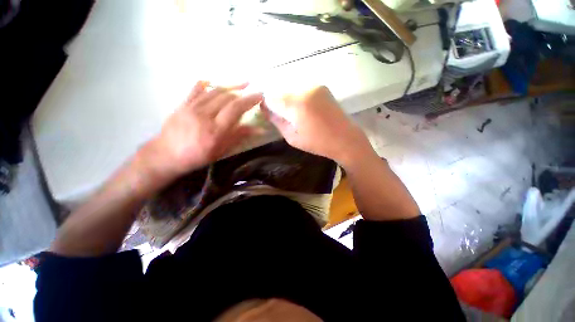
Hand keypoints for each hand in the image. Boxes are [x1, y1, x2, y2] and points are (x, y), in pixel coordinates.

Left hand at [140, 81, 262, 184]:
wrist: (166, 155)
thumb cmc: (198, 156)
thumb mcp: (221, 150)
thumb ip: (239, 136)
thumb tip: (258, 129)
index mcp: (215, 130)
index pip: (235, 109)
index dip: (249, 100)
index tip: (260, 95)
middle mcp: (204, 115)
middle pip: (226, 97)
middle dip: (243, 92)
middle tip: (253, 90)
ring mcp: (191, 107)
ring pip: (214, 91)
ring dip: (230, 85)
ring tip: (242, 83)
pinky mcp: (183, 104)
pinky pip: (196, 89)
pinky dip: (207, 84)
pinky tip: (214, 81)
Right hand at [263, 86, 372, 164]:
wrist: (346, 139)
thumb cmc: (318, 143)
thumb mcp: (292, 137)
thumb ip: (277, 121)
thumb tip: (265, 109)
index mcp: (297, 103)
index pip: (271, 96)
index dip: (266, 104)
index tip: (268, 113)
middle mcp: (305, 88)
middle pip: (281, 89)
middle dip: (276, 100)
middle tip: (279, 114)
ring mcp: (315, 85)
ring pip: (291, 87)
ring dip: (287, 98)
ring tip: (292, 113)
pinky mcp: (322, 87)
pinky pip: (302, 88)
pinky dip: (297, 96)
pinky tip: (301, 108)